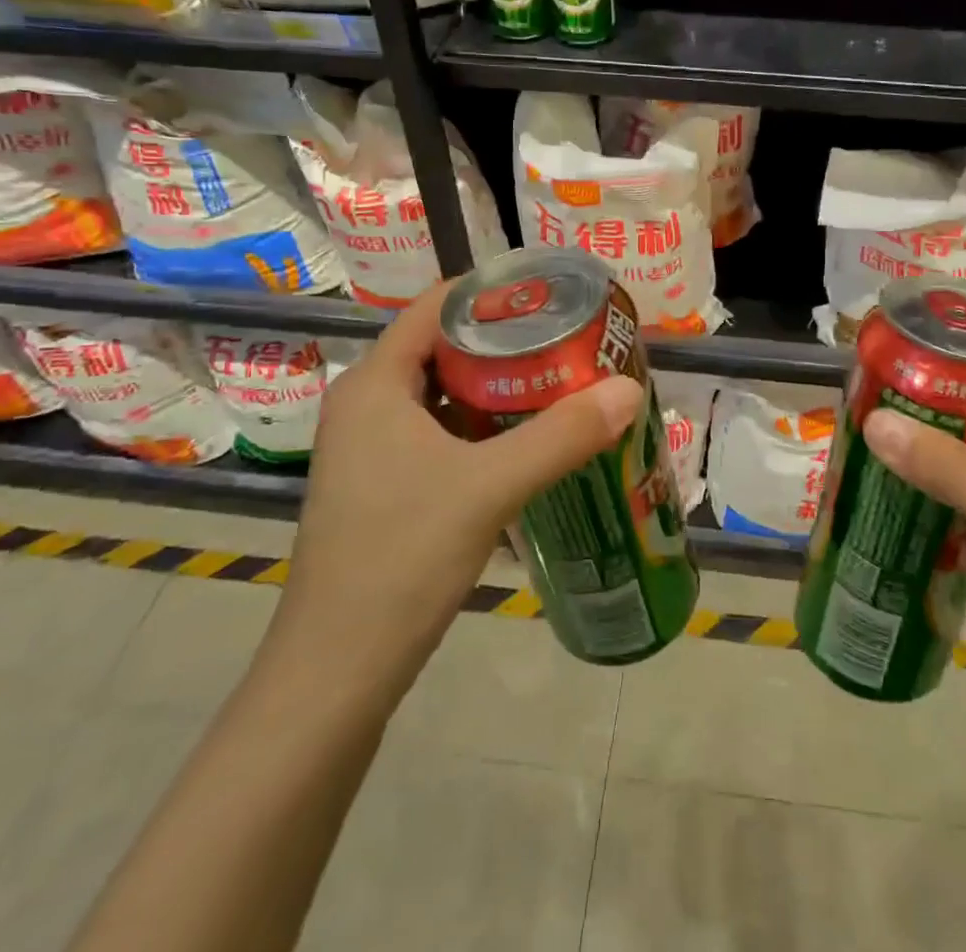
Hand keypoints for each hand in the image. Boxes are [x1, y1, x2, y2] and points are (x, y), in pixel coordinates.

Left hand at [262, 280, 643, 707]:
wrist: (336, 671)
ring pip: (443, 395)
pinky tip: (527, 441)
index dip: (492, 293)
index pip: (436, 306)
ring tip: (560, 380)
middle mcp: (366, 404)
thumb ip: (562, 435)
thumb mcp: (489, 487)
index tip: (551, 293)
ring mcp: (370, 449)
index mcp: (374, 384)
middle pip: (443, 347)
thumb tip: (628, 389)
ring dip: (497, 387)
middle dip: (505, 341)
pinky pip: (439, 433)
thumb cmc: (402, 557)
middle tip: (568, 338)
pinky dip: (482, 427)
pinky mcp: (383, 486)